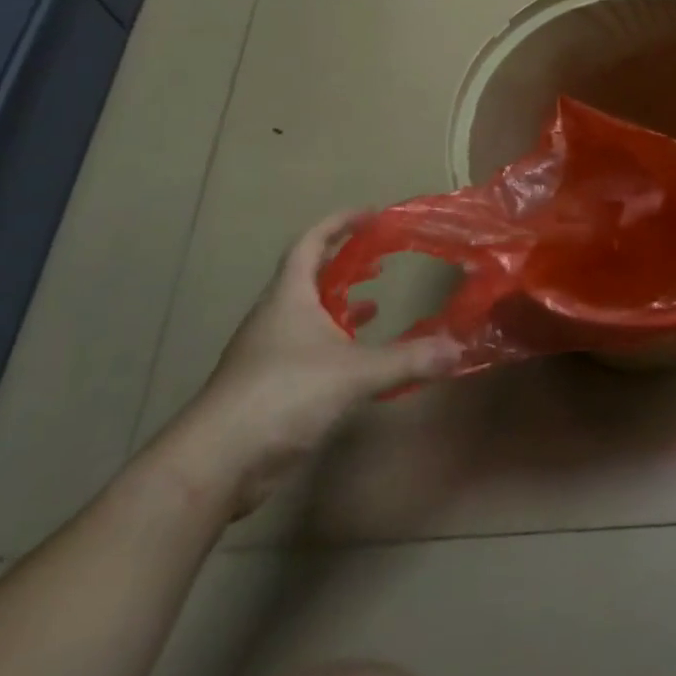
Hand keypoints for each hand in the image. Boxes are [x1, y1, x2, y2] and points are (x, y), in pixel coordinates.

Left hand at [161, 213, 458, 516]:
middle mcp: (276, 317)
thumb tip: (458, 348)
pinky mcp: (269, 386)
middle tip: (381, 258)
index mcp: (289, 297)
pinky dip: (335, 342)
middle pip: (309, 275)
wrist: (217, 462)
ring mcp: (269, 352)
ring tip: (377, 303)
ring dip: (340, 304)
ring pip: (308, 313)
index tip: (371, 214)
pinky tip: (357, 358)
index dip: (339, 223)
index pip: (311, 243)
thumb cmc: (282, 395)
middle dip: (345, 262)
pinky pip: (308, 348)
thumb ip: (406, 360)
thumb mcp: (353, 373)